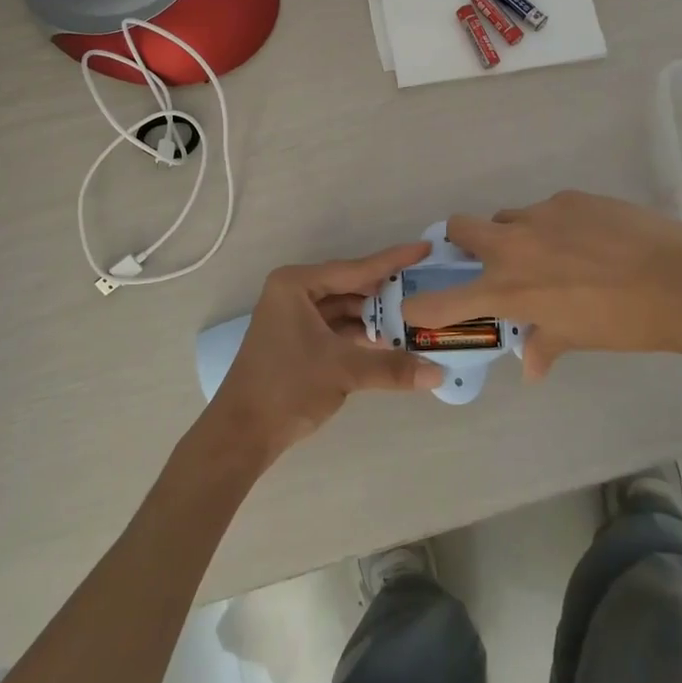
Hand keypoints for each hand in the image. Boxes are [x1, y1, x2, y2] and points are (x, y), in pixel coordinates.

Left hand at [206, 243, 445, 461]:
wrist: (242, 433)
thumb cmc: (287, 387)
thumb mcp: (343, 370)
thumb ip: (392, 367)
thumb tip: (439, 374)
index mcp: (297, 284)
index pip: (355, 269)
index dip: (392, 261)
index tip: (424, 249)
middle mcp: (295, 293)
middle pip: (351, 287)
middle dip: (387, 294)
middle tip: (427, 289)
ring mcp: (295, 317)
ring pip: (346, 310)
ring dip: (376, 318)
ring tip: (417, 318)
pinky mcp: (299, 341)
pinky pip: (338, 328)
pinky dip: (362, 335)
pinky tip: (392, 342)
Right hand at [402, 191, 681, 378]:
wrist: (677, 281)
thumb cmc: (622, 322)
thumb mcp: (578, 339)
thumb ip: (545, 345)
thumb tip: (531, 367)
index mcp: (507, 288)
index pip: (442, 300)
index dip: (421, 306)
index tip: (413, 306)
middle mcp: (512, 245)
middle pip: (460, 227)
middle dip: (463, 241)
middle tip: (488, 259)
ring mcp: (540, 214)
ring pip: (508, 217)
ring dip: (515, 234)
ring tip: (552, 252)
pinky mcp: (569, 197)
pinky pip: (549, 209)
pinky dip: (557, 225)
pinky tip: (590, 239)